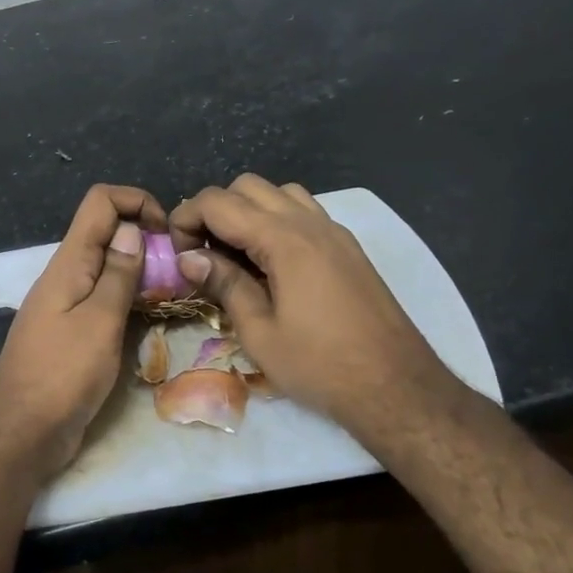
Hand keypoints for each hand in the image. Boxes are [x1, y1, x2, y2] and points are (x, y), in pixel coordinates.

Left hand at [0, 184, 167, 474]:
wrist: (22, 432)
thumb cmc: (62, 374)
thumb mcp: (99, 321)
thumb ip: (118, 275)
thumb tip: (132, 229)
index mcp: (69, 262)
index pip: (100, 202)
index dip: (137, 202)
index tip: (167, 233)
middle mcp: (66, 275)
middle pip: (106, 232)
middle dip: (145, 238)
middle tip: (178, 268)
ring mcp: (67, 304)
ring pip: (107, 268)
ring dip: (140, 271)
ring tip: (173, 293)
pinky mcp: (71, 332)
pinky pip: (103, 300)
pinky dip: (128, 300)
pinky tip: (150, 320)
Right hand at [169, 175, 466, 448]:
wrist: (396, 385)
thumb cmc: (320, 365)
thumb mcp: (259, 332)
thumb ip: (224, 284)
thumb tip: (188, 257)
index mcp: (284, 240)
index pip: (218, 203)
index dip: (186, 219)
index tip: (177, 255)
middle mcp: (309, 222)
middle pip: (247, 187)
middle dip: (215, 211)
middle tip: (203, 254)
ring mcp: (333, 231)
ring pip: (279, 193)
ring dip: (248, 212)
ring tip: (237, 255)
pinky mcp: (348, 247)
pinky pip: (304, 211)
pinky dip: (277, 220)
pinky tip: (272, 263)